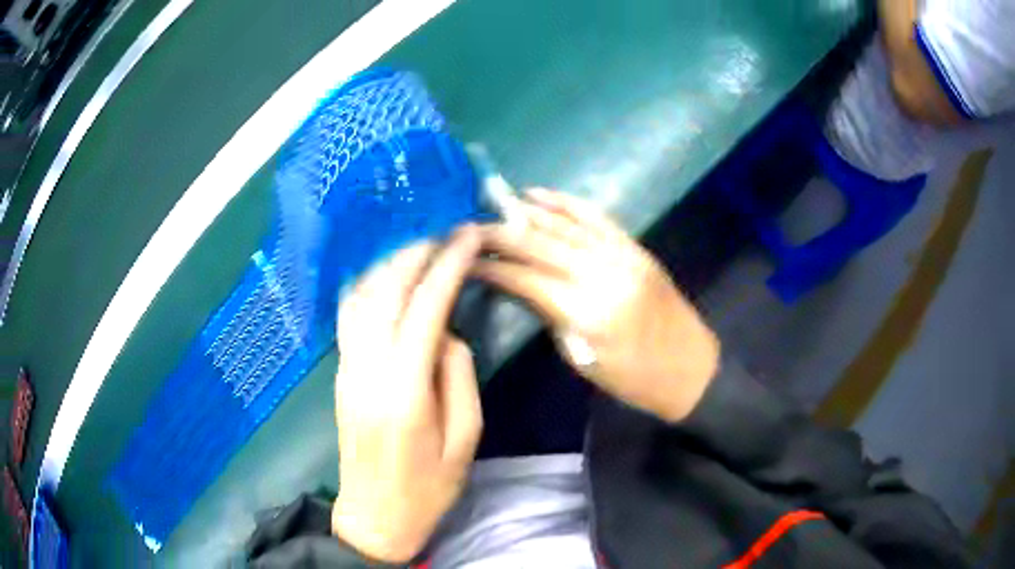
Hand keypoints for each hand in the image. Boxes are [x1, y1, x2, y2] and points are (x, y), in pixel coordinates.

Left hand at [332, 228, 482, 562]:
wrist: (375, 515)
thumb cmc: (428, 486)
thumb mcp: (464, 439)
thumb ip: (458, 377)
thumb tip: (445, 332)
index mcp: (404, 389)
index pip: (426, 307)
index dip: (448, 265)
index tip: (468, 235)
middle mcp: (368, 368)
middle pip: (387, 291)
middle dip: (417, 253)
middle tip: (445, 231)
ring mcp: (347, 368)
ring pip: (362, 297)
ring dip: (390, 264)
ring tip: (419, 245)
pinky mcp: (340, 374)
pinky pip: (351, 316)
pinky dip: (370, 285)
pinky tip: (386, 275)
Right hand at [476, 188, 718, 421]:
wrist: (690, 368)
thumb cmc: (633, 379)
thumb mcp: (583, 360)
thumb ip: (552, 317)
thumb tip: (522, 286)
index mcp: (588, 312)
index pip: (528, 279)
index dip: (493, 267)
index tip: (465, 260)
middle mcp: (604, 274)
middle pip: (542, 244)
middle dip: (501, 234)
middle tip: (470, 229)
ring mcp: (623, 255)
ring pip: (566, 224)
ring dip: (527, 213)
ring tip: (496, 206)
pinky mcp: (635, 247)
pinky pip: (596, 216)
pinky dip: (565, 202)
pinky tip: (540, 194)